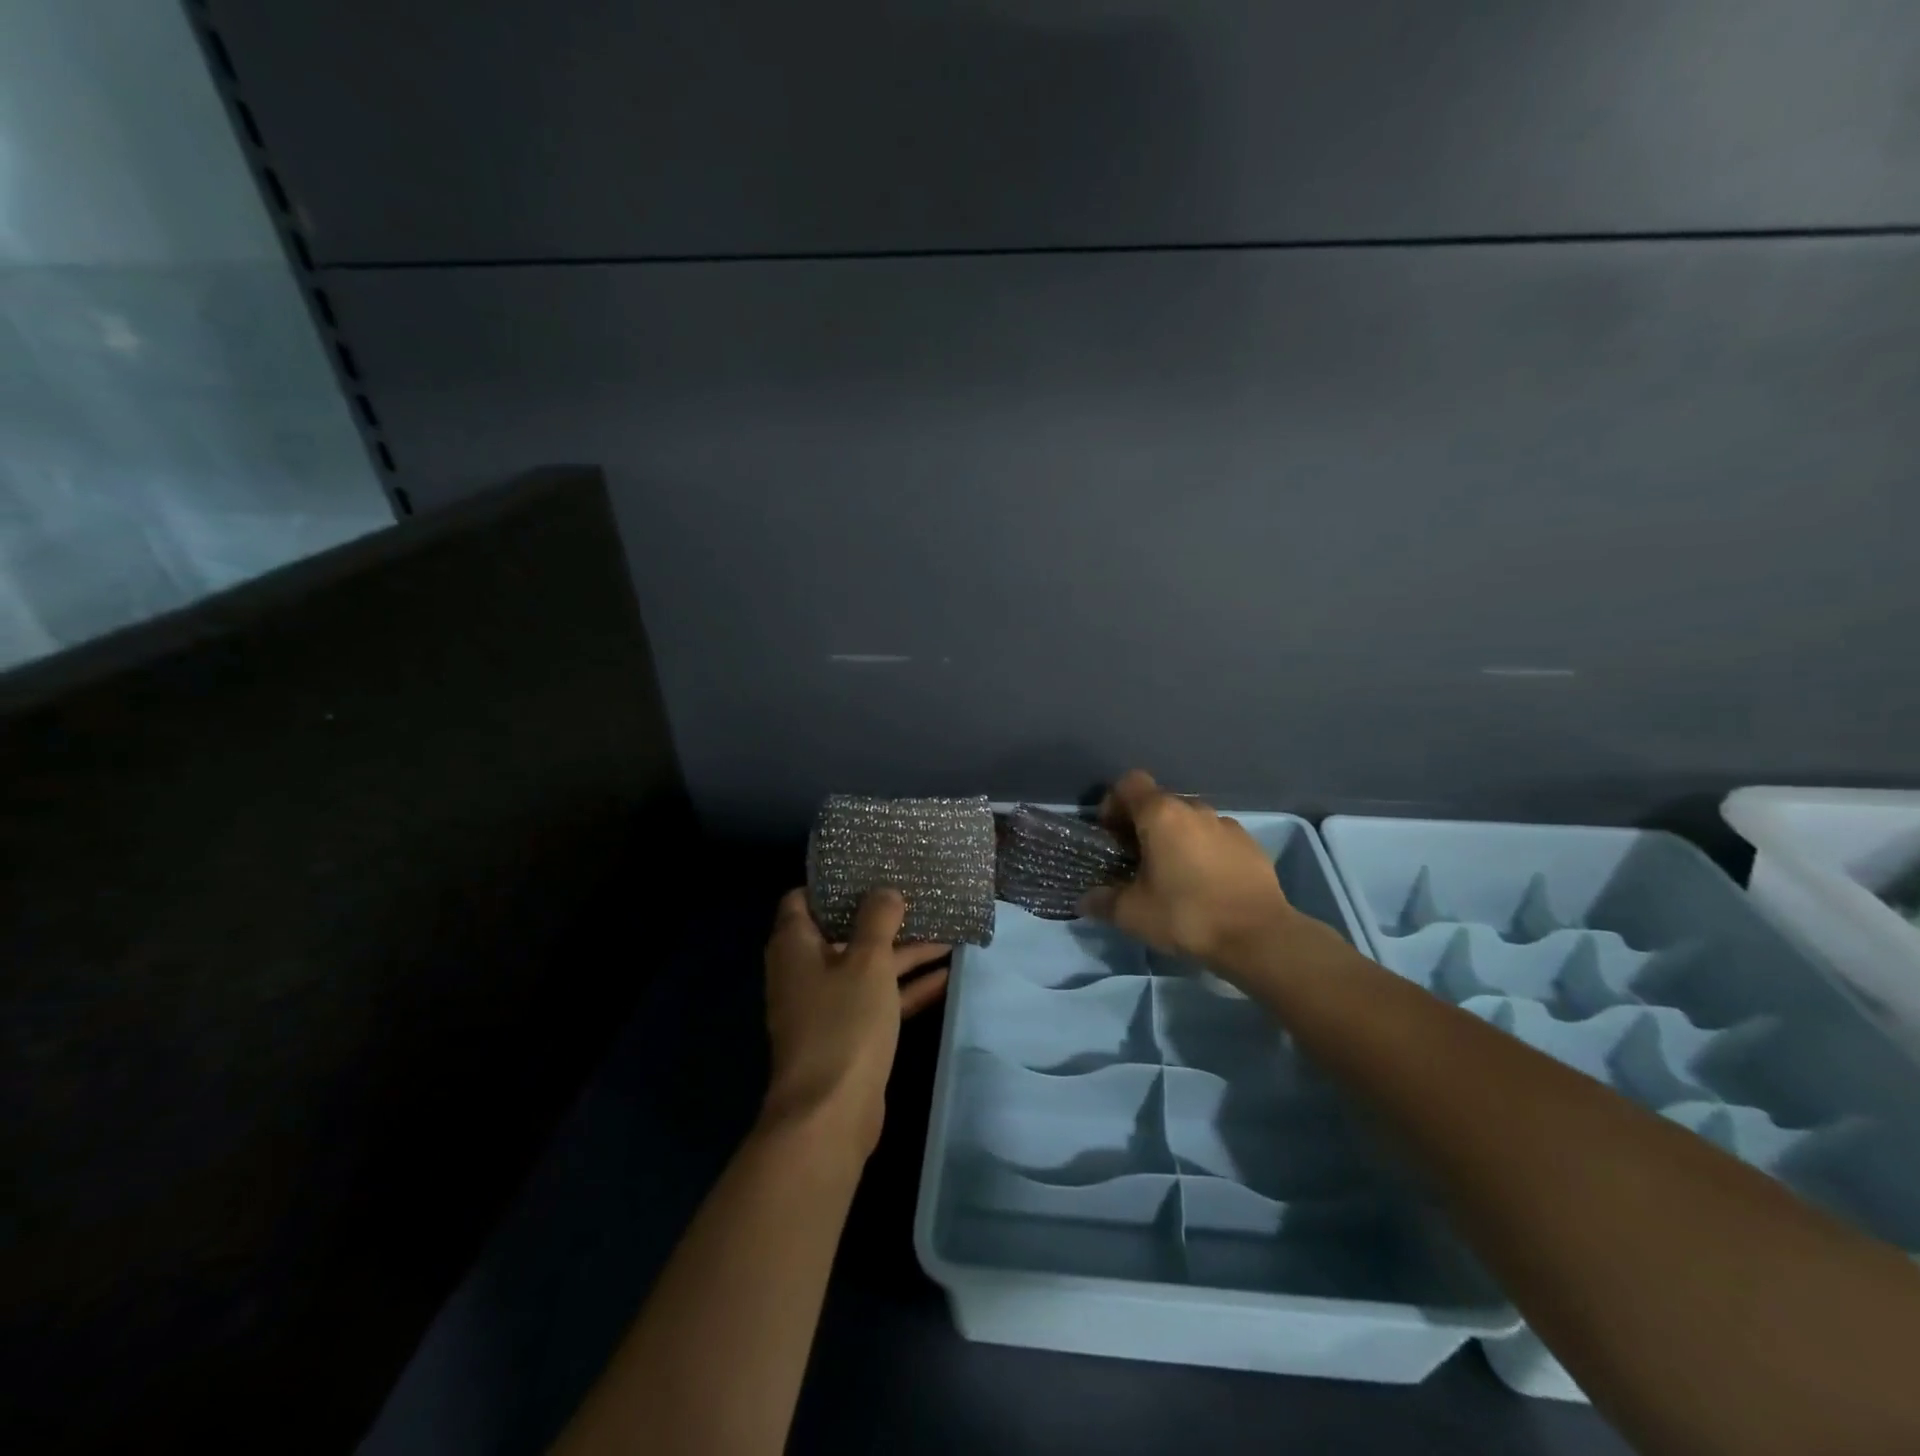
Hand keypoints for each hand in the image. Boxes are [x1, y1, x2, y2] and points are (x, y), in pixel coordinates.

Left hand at [760, 888, 949, 1158]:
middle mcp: (805, 970)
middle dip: (881, 916)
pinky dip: (907, 986)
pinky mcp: (848, 1033)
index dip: (834, 884)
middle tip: (917, 894)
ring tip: (946, 933)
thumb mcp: (867, 960)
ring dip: (903, 952)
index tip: (869, 870)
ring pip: (867, 966)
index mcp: (795, 945)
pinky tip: (947, 975)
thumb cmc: (843, 1022)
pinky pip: (879, 997)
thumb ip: (878, 919)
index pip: (803, 899)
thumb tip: (885, 890)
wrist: (830, 1114)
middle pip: (842, 931)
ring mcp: (827, 1004)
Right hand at [1080, 769, 1307, 970]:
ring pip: (1190, 820)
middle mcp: (1194, 809)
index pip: (1129, 783)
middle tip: (1136, 860)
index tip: (1111, 834)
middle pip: (1159, 802)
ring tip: (1173, 874)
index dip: (1114, 802)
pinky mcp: (1251, 845)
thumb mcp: (1133, 914)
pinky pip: (1216, 838)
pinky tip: (1205, 884)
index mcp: (1161, 814)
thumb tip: (1086, 900)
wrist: (1259, 937)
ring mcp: (1227, 825)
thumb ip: (1103, 901)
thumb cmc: (1186, 915)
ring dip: (1176, 838)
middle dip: (1143, 824)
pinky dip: (1204, 851)